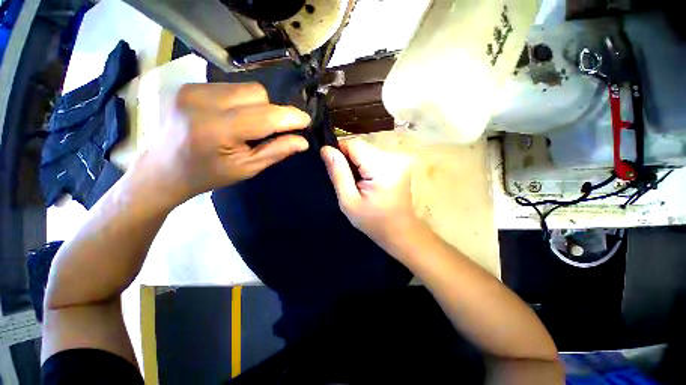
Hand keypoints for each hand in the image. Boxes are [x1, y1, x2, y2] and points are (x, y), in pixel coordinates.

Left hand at [140, 83, 310, 205]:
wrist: (163, 169)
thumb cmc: (208, 174)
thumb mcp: (246, 168)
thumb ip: (276, 152)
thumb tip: (302, 141)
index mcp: (218, 130)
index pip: (266, 116)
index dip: (290, 117)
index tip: (305, 121)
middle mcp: (203, 102)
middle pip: (258, 94)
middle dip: (271, 112)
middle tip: (266, 131)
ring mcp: (193, 89)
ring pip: (246, 88)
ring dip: (257, 106)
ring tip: (246, 125)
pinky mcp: (189, 85)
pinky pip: (230, 87)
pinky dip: (241, 102)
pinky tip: (231, 117)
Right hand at [321, 138, 420, 247]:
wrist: (400, 231)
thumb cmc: (373, 221)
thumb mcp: (349, 201)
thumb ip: (338, 173)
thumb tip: (325, 149)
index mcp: (382, 168)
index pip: (354, 144)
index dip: (339, 151)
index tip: (333, 167)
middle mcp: (394, 157)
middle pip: (361, 146)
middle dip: (348, 159)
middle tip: (346, 180)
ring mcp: (399, 159)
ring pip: (367, 150)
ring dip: (357, 162)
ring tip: (356, 182)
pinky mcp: (399, 163)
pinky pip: (375, 156)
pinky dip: (366, 164)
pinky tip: (366, 180)